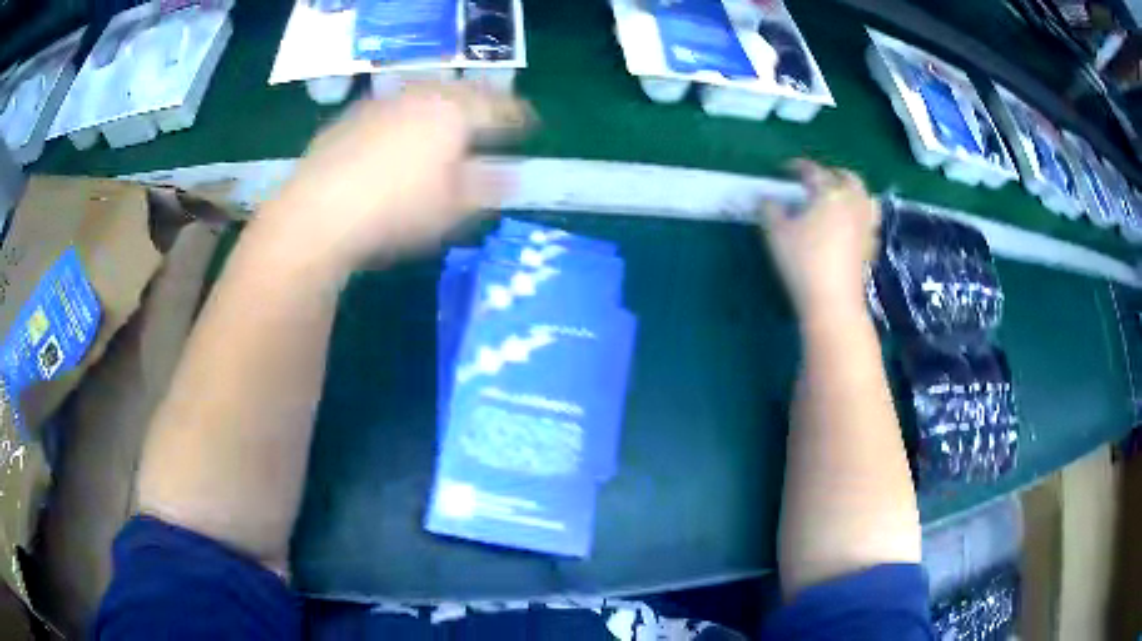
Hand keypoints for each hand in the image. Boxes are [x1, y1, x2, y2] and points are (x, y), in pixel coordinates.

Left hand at [254, 84, 530, 277]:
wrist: (319, 211)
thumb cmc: (397, 211)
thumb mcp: (453, 208)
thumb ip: (487, 187)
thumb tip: (510, 175)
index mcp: (455, 113)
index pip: (499, 107)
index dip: (519, 116)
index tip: (531, 124)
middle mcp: (421, 96)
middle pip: (461, 92)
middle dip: (481, 102)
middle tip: (491, 117)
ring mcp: (383, 103)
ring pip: (423, 95)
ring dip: (442, 105)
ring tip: (447, 122)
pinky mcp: (351, 116)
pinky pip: (392, 108)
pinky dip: (407, 116)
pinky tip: (399, 137)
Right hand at [760, 161, 879, 315]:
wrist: (833, 302)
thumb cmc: (803, 262)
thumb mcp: (776, 233)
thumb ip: (770, 209)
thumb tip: (768, 199)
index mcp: (830, 193)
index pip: (813, 171)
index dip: (797, 167)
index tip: (784, 169)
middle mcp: (852, 203)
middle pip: (848, 178)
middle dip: (832, 173)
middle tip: (817, 179)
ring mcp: (865, 225)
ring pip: (864, 196)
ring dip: (852, 191)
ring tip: (839, 197)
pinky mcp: (871, 246)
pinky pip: (869, 219)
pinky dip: (859, 213)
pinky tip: (849, 224)